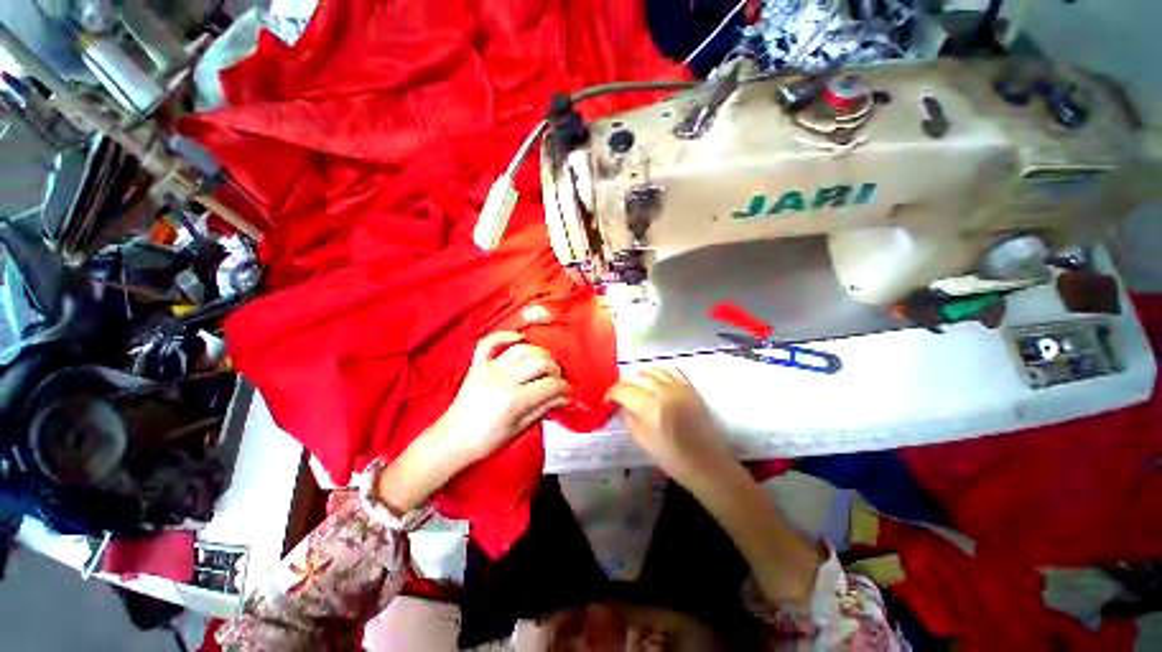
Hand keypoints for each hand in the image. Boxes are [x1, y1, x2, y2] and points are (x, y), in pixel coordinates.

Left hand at [438, 331, 570, 463]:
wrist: (453, 439)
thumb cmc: (487, 440)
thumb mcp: (520, 428)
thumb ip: (544, 408)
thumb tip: (566, 398)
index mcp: (514, 400)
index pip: (550, 385)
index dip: (564, 388)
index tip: (567, 392)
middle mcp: (503, 379)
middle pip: (540, 362)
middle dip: (555, 370)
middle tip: (557, 380)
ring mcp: (489, 369)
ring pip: (522, 349)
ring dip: (539, 354)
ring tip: (543, 365)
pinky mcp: (477, 364)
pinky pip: (490, 342)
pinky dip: (506, 336)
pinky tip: (519, 338)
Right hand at [605, 368, 732, 487]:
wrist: (707, 463)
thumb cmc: (672, 458)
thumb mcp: (642, 440)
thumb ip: (627, 417)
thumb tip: (618, 404)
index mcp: (651, 408)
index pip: (623, 390)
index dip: (611, 394)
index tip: (607, 401)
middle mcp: (664, 392)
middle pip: (636, 377)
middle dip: (623, 384)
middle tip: (618, 395)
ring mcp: (679, 387)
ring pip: (651, 370)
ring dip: (638, 376)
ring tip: (635, 387)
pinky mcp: (690, 387)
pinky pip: (670, 370)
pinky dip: (657, 372)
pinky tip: (653, 380)